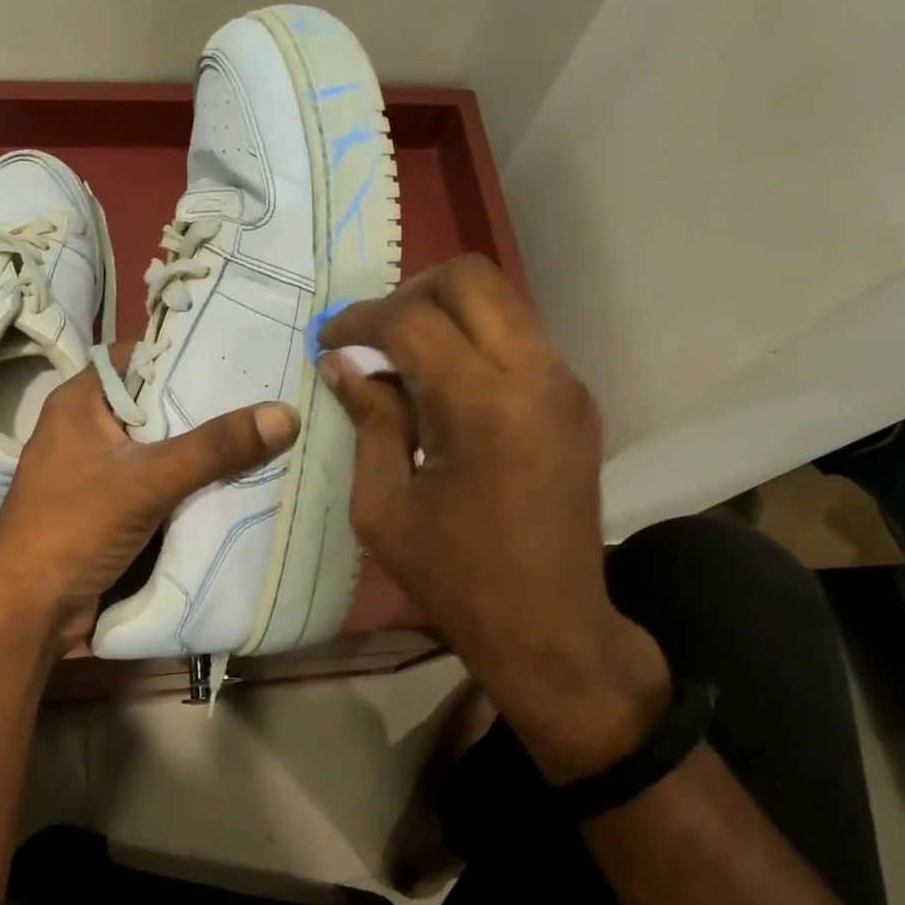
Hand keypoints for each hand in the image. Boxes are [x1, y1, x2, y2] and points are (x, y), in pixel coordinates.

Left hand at [0, 346, 299, 657]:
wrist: (29, 611)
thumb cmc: (74, 527)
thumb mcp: (148, 480)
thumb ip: (215, 448)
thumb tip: (287, 414)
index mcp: (80, 402)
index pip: (138, 357)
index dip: (185, 352)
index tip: (240, 354)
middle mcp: (87, 428)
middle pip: (155, 403)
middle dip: (205, 404)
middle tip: (265, 393)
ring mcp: (98, 470)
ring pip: (161, 446)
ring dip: (202, 447)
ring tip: (262, 430)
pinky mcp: (111, 507)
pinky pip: (159, 481)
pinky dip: (190, 481)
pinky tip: (234, 478)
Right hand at [319, 255, 669, 782]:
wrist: (550, 626)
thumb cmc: (455, 577)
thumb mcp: (384, 506)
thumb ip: (368, 421)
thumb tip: (342, 365)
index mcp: (483, 406)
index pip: (412, 320)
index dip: (360, 320)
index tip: (329, 340)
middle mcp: (535, 375)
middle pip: (470, 278)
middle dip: (409, 292)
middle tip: (373, 335)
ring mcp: (565, 383)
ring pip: (500, 300)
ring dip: (445, 313)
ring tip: (404, 359)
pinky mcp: (576, 400)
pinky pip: (519, 336)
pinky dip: (475, 339)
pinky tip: (445, 385)